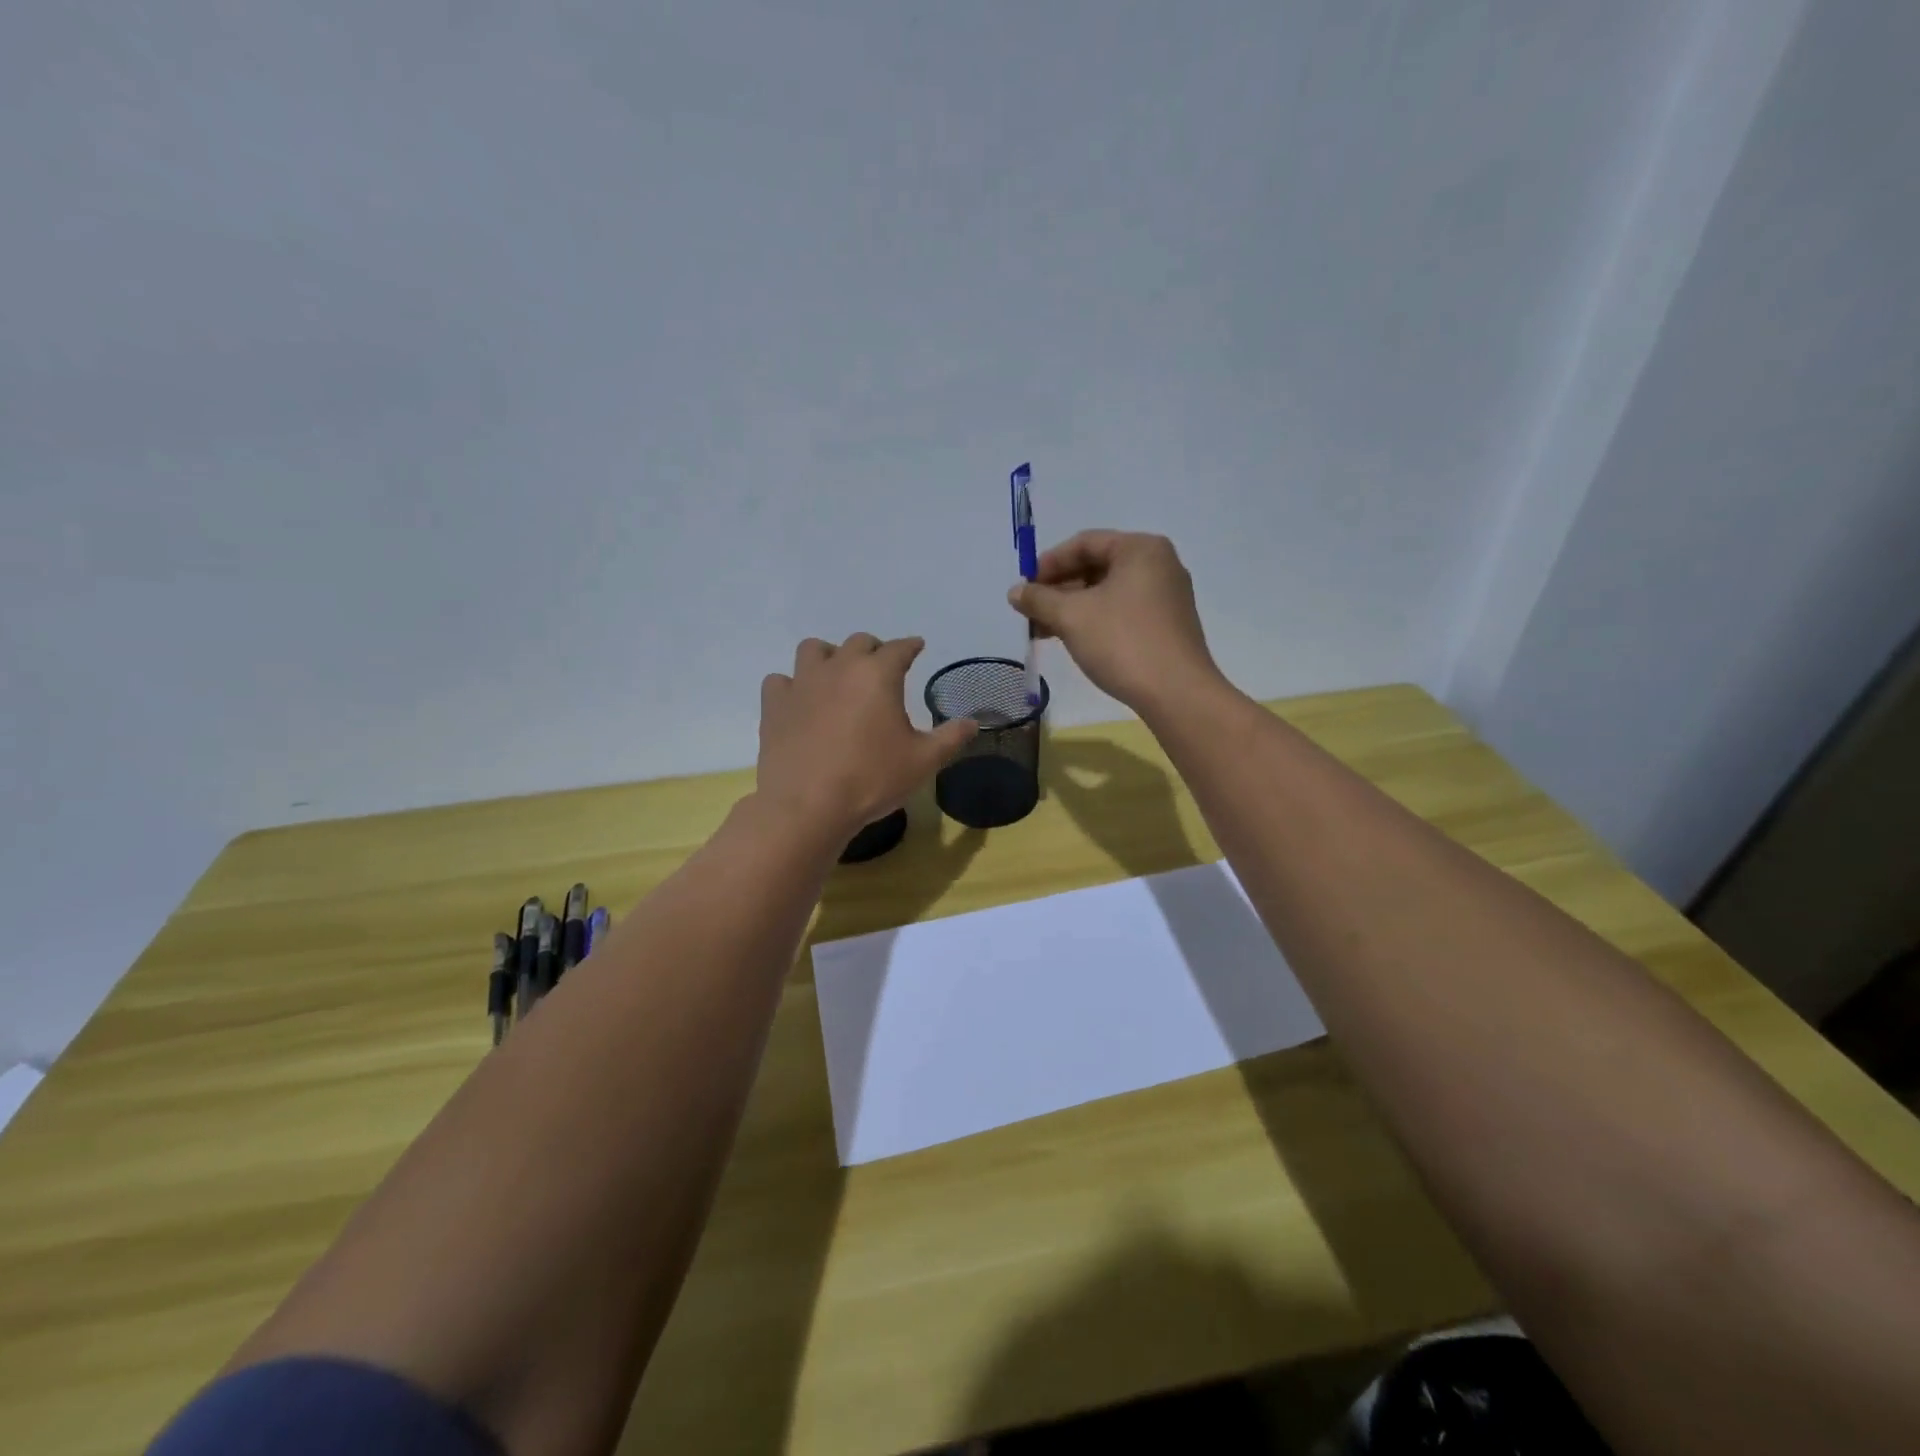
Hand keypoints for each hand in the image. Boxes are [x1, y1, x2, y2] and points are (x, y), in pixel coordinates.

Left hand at [756, 634, 976, 838]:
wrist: (807, 805)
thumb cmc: (871, 779)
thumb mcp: (923, 762)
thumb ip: (950, 738)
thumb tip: (972, 723)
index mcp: (878, 674)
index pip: (899, 648)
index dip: (910, 646)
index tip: (916, 648)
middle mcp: (839, 667)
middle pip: (858, 642)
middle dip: (873, 650)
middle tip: (880, 668)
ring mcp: (802, 683)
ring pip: (814, 650)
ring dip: (830, 657)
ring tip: (837, 677)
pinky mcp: (774, 704)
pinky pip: (781, 680)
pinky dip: (792, 686)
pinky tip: (800, 702)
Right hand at [1008, 531, 1221, 710]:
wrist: (1176, 693)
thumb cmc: (1122, 642)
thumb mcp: (1071, 617)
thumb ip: (1039, 599)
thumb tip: (1015, 591)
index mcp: (1140, 549)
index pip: (1084, 543)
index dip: (1048, 563)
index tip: (1024, 588)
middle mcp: (1159, 564)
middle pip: (1097, 566)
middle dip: (1059, 589)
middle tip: (1031, 612)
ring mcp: (1166, 596)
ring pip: (1108, 592)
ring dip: (1072, 608)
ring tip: (1043, 630)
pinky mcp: (1167, 624)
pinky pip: (1122, 611)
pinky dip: (1094, 620)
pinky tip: (1072, 639)